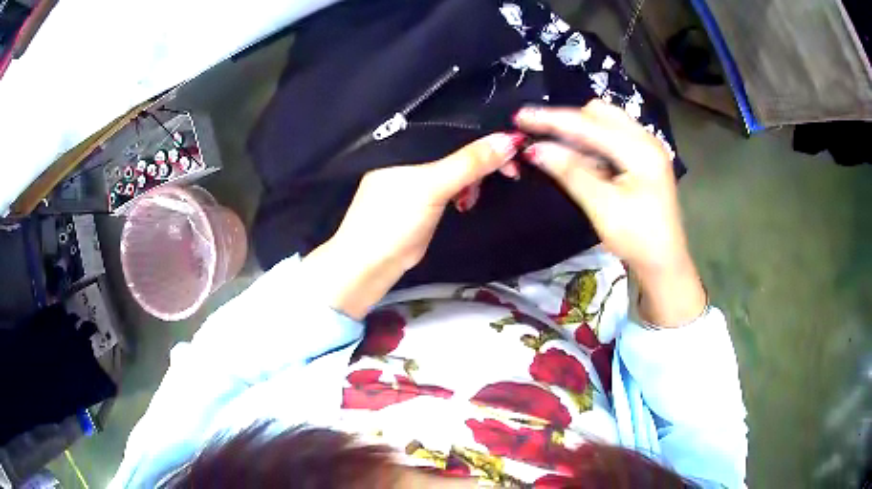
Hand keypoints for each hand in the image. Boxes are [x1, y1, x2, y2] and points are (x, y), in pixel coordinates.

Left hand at [303, 133, 522, 319]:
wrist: (371, 263)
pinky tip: (469, 199)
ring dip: (475, 176)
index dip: (482, 133)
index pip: (451, 127)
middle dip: (483, 158)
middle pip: (457, 146)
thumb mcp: (432, 185)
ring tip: (478, 193)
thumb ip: (469, 162)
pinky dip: (465, 189)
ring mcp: (417, 177)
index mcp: (406, 142)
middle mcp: (411, 154)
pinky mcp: (424, 198)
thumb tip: (509, 140)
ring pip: (457, 166)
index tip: (513, 144)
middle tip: (510, 171)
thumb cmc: (393, 219)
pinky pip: (452, 184)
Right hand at [515, 100, 705, 326]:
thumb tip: (534, 149)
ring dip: (579, 131)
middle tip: (541, 137)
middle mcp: (646, 139)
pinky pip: (611, 137)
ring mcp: (646, 147)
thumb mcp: (602, 207)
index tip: (521, 117)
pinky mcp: (642, 158)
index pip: (590, 125)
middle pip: (600, 113)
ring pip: (605, 122)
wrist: (664, 262)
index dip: (553, 120)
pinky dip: (590, 143)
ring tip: (555, 147)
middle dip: (569, 121)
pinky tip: (577, 156)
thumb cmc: (637, 239)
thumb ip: (571, 172)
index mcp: (641, 150)